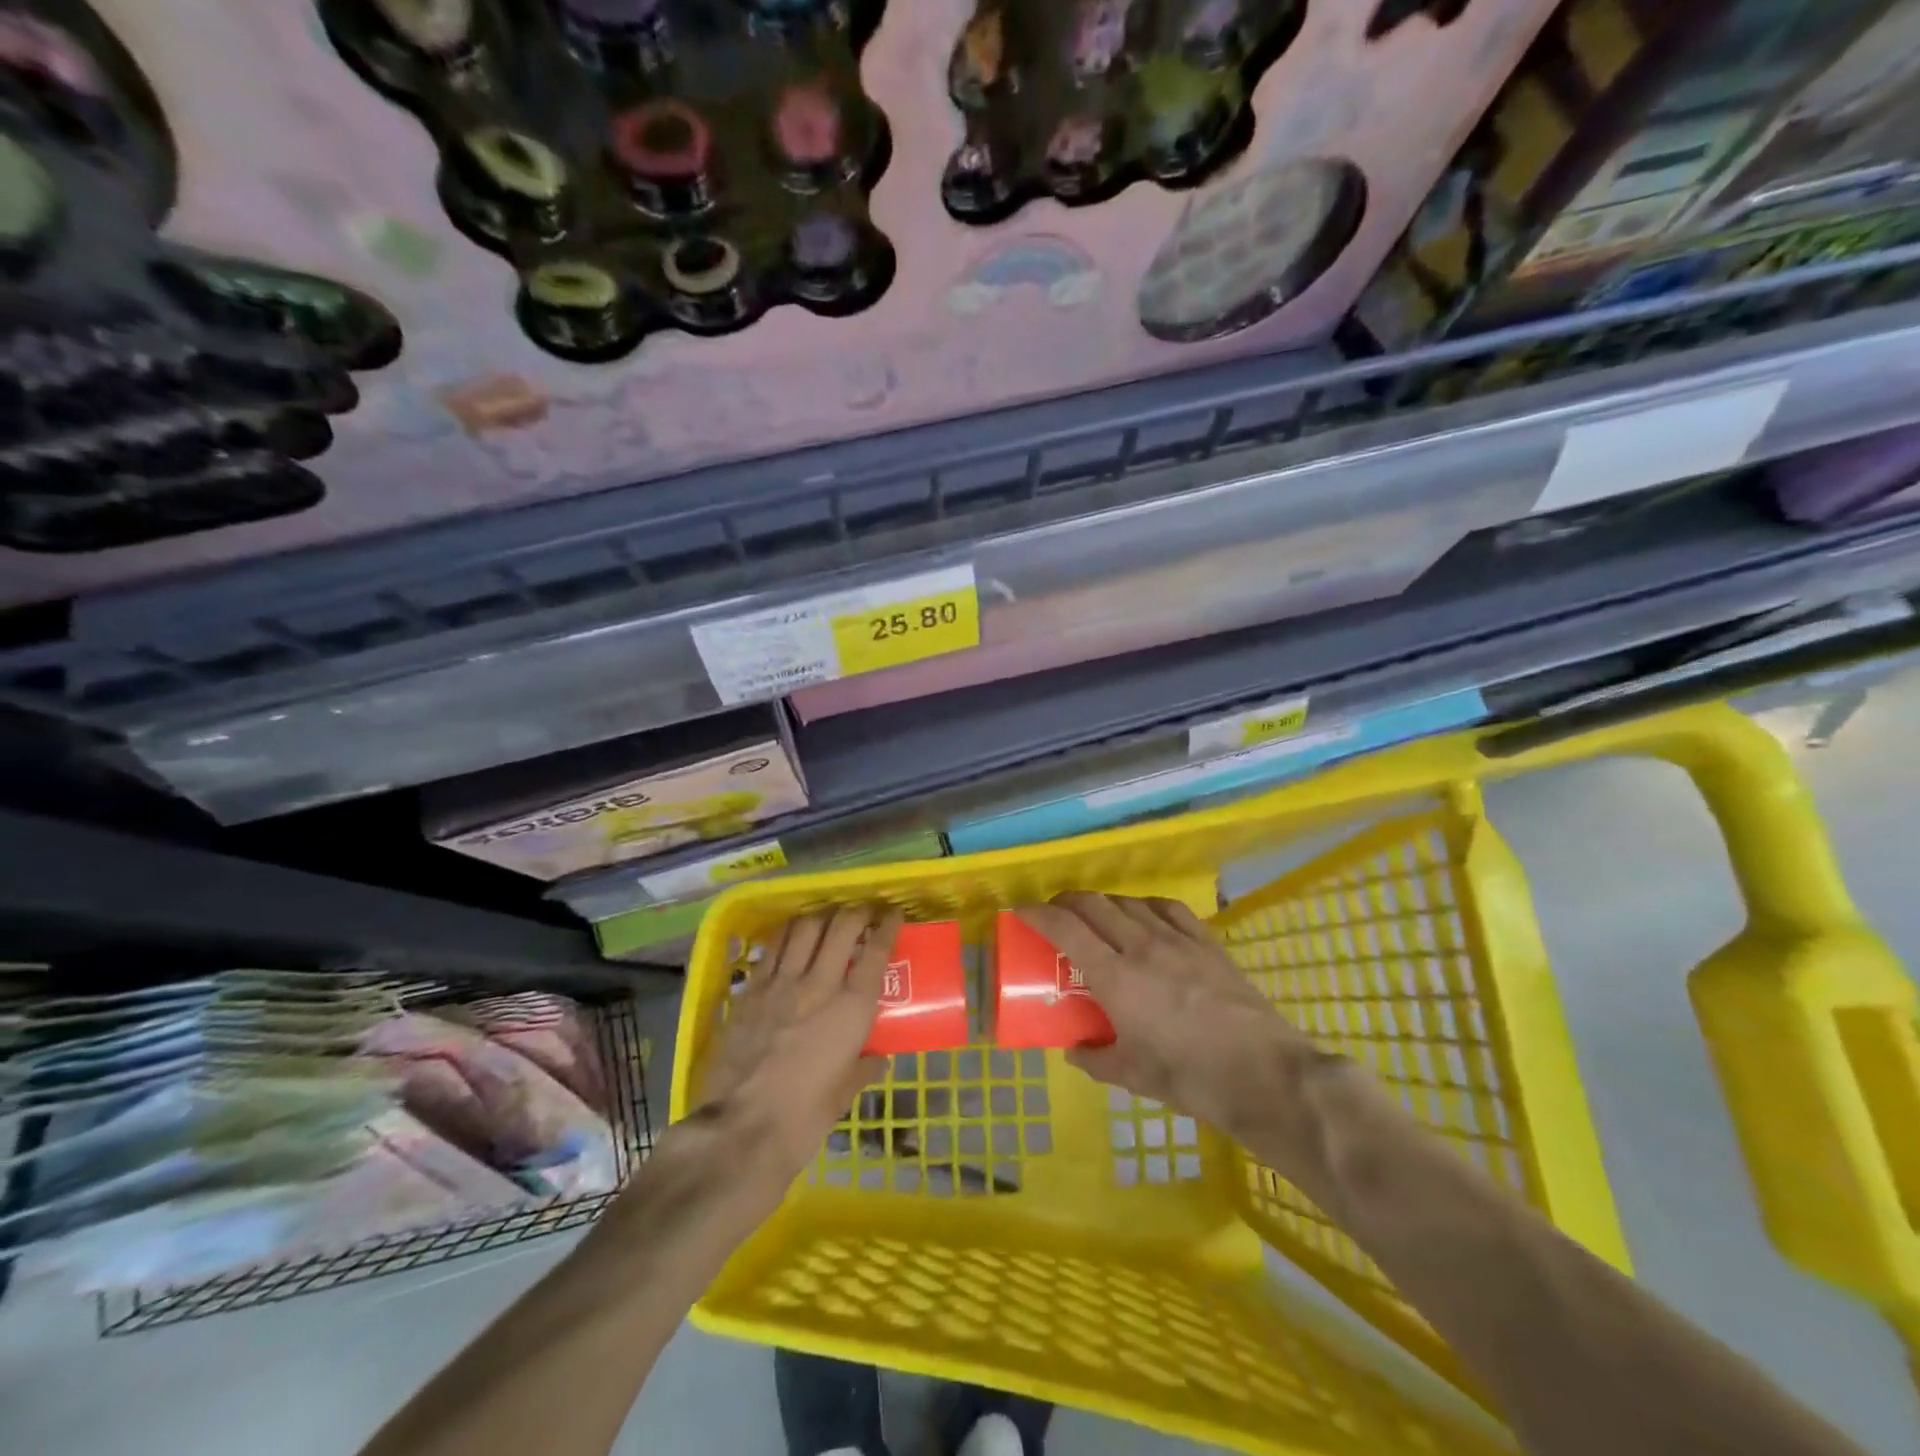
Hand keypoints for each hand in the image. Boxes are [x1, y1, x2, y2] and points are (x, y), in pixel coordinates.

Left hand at [697, 905, 901, 1179]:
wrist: (740, 1130)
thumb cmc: (803, 1119)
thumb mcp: (843, 1095)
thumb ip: (863, 1068)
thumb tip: (878, 1058)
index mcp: (851, 1009)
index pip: (876, 952)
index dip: (888, 926)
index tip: (894, 915)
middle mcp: (819, 985)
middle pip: (841, 927)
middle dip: (857, 911)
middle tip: (864, 912)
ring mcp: (780, 984)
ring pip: (805, 928)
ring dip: (821, 915)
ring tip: (828, 917)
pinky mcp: (750, 991)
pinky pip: (772, 948)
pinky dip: (788, 933)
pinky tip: (792, 936)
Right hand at [1015, 893, 1325, 1145]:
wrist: (1264, 1074)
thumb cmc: (1191, 1078)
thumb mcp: (1133, 1076)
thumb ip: (1096, 1059)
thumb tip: (1075, 1051)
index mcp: (1116, 977)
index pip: (1066, 928)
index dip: (1038, 913)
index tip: (1020, 910)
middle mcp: (1142, 947)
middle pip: (1094, 905)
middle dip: (1066, 902)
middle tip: (1054, 914)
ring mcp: (1178, 940)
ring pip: (1129, 903)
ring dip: (1104, 903)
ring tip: (1096, 917)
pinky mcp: (1207, 943)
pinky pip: (1169, 909)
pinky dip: (1145, 905)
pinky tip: (1145, 915)